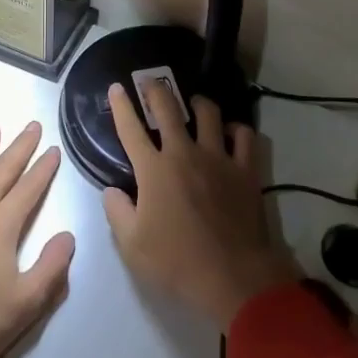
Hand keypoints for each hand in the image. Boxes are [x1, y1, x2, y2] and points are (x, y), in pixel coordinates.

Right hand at [102, 81, 299, 328]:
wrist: (232, 276)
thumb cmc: (176, 263)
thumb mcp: (133, 246)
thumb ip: (117, 213)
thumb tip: (111, 191)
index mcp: (153, 170)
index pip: (131, 129)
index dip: (121, 105)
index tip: (117, 87)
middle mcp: (184, 153)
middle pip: (168, 108)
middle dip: (156, 89)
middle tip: (151, 81)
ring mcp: (217, 158)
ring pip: (209, 113)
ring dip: (198, 103)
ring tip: (194, 103)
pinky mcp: (245, 169)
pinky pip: (244, 136)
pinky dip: (236, 129)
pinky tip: (231, 132)